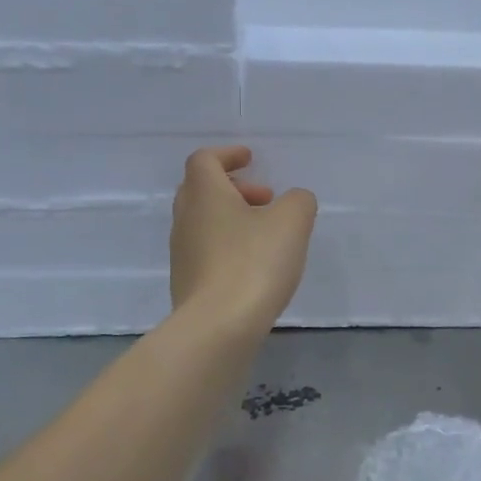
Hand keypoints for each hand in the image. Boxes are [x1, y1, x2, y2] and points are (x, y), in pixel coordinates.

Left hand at [170, 146, 316, 336]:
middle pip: (201, 189)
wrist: (217, 326)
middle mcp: (185, 218)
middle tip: (265, 199)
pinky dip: (227, 246)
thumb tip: (294, 201)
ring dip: (231, 218)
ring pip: (203, 222)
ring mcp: (182, 253)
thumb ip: (298, 202)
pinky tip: (252, 266)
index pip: (205, 159)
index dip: (228, 154)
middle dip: (234, 188)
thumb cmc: (253, 264)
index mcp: (204, 193)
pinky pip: (205, 251)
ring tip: (265, 235)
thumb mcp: (292, 223)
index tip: (250, 159)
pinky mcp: (186, 283)